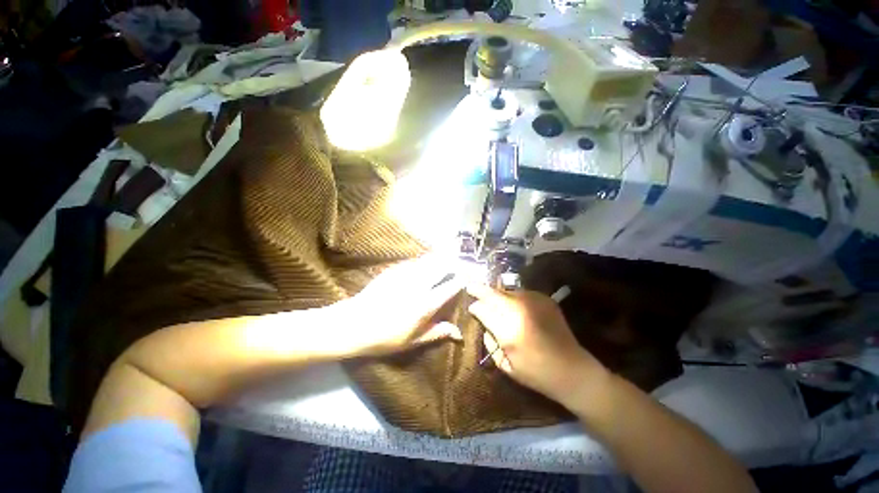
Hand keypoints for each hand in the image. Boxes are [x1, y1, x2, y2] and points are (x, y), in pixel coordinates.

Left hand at [340, 255, 464, 355]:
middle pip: (441, 266)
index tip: (468, 277)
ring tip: (449, 256)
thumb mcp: (412, 341)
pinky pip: (414, 261)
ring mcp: (405, 275)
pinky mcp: (394, 270)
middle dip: (454, 263)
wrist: (353, 324)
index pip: (450, 286)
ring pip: (429, 260)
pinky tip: (426, 261)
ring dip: (441, 258)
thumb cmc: (385, 337)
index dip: (462, 280)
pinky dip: (424, 260)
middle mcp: (418, 285)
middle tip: (461, 263)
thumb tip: (459, 334)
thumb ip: (437, 333)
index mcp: (425, 304)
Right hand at [466, 284, 608, 405]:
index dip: (475, 306)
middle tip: (471, 287)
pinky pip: (521, 293)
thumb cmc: (535, 373)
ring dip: (497, 294)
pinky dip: (513, 297)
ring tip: (493, 299)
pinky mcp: (545, 299)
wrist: (573, 369)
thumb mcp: (504, 364)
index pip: (483, 309)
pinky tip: (512, 305)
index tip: (471, 307)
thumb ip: (490, 340)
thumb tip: (483, 321)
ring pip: (506, 291)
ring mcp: (534, 301)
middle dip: (480, 290)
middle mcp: (520, 309)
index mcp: (508, 329)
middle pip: (493, 294)